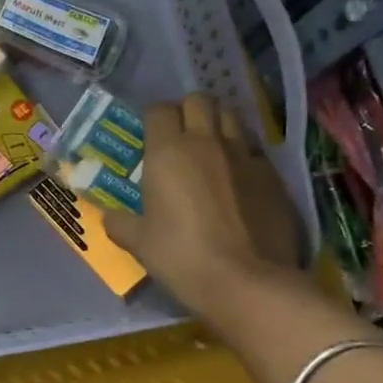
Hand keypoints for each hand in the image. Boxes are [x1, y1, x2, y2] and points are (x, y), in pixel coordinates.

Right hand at [101, 94, 303, 316]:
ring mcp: (245, 156)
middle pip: (200, 100)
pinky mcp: (274, 175)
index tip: (148, 135)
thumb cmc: (181, 257)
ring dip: (218, 125)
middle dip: (188, 111)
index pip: (159, 110)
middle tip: (179, 135)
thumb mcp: (139, 243)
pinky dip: (242, 154)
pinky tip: (237, 177)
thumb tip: (109, 217)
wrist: (248, 282)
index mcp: (167, 152)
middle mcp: (207, 142)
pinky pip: (254, 149)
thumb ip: (121, 223)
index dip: (153, 118)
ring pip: (231, 118)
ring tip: (210, 148)